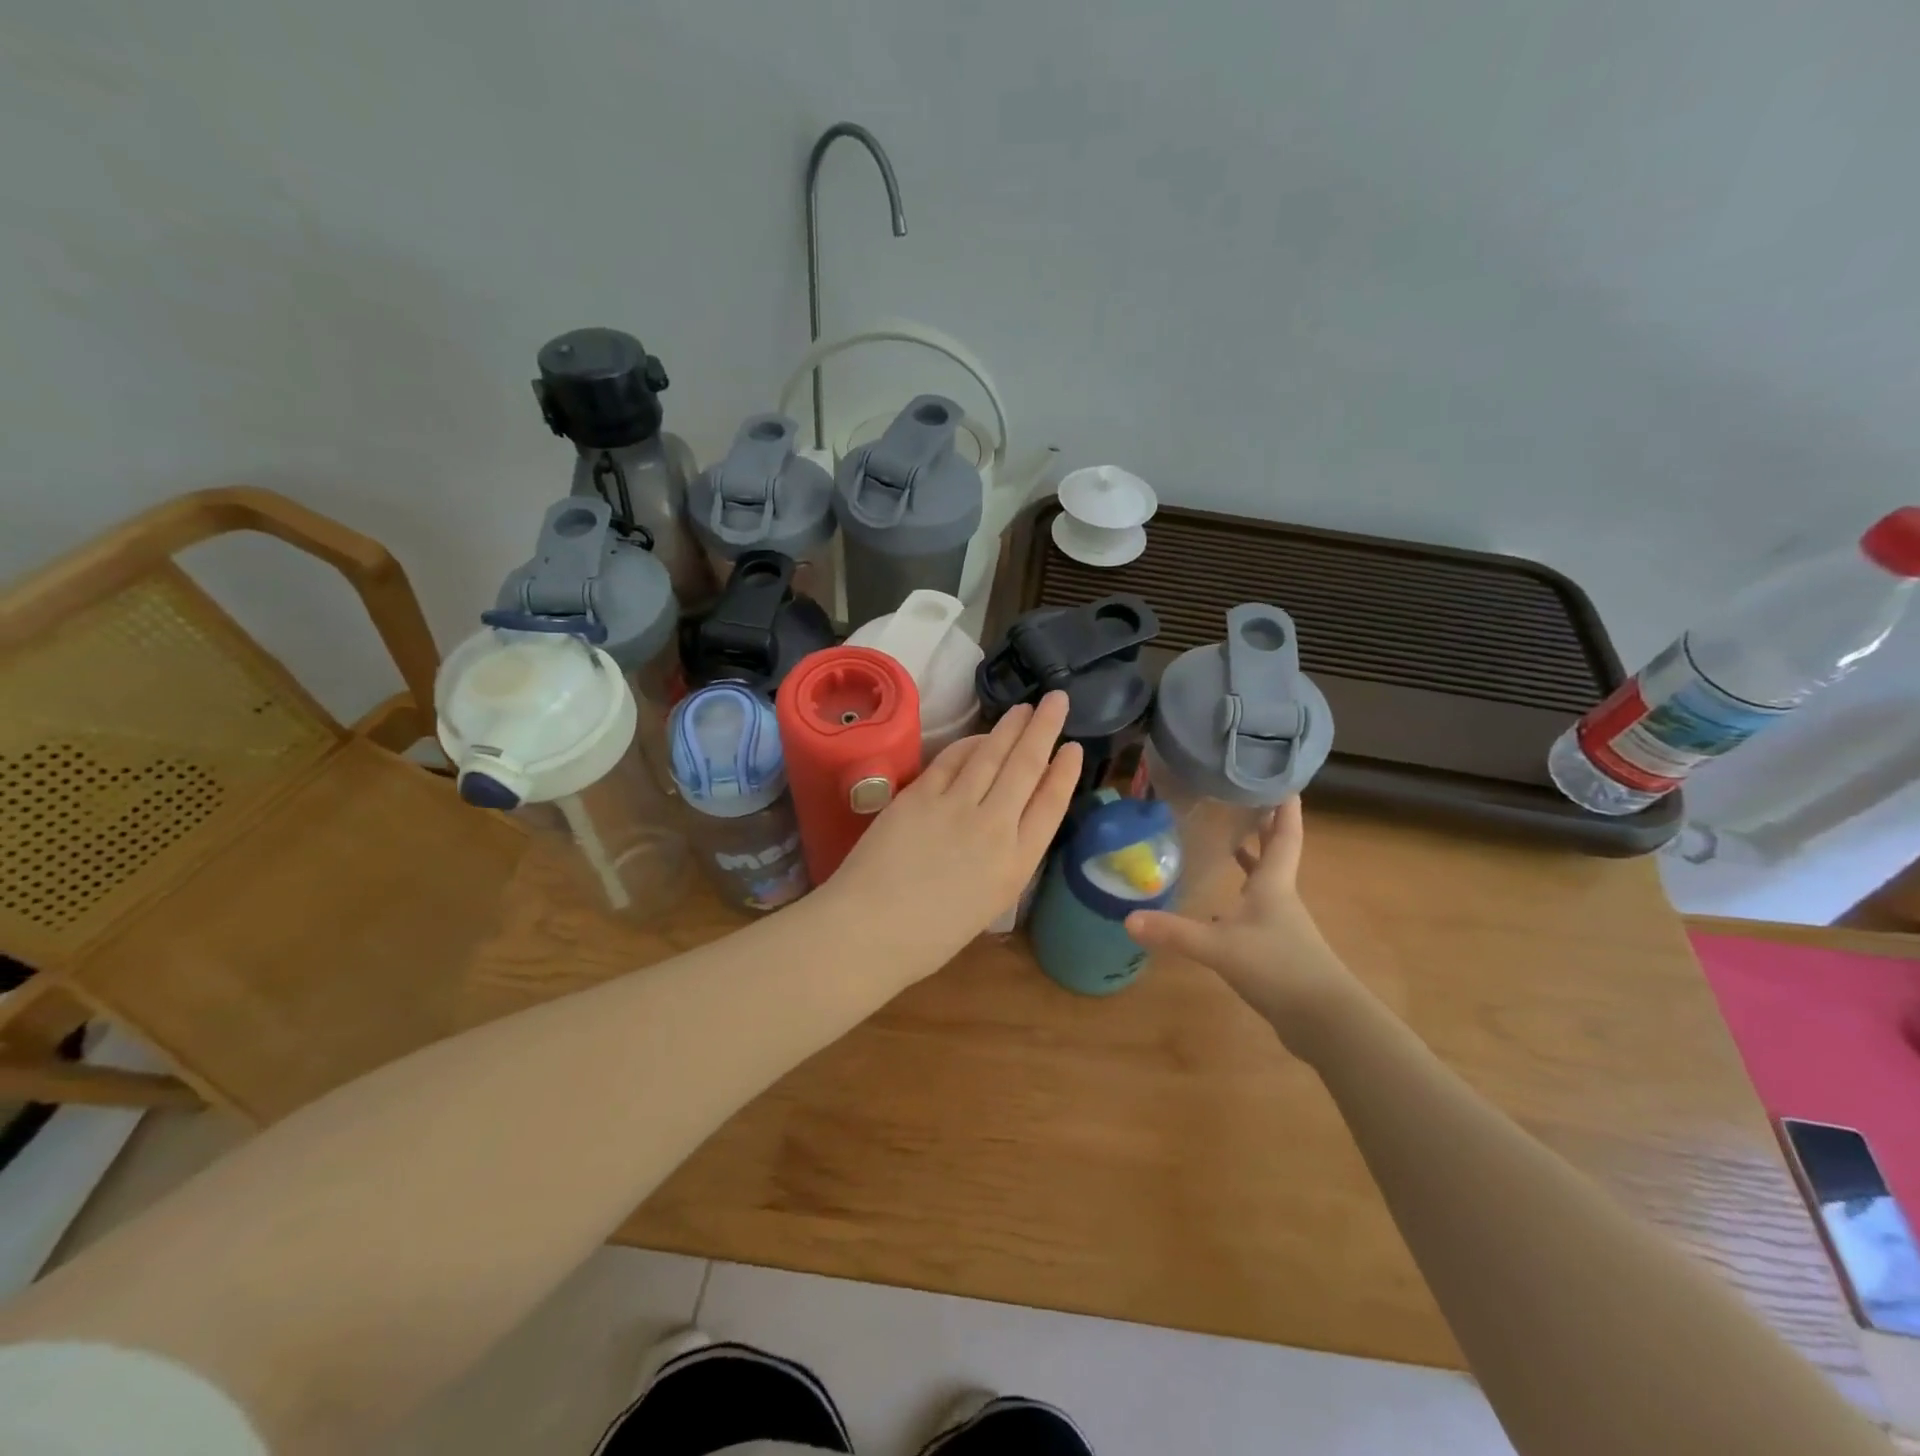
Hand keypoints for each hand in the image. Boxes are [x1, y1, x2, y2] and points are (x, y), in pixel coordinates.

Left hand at [827, 692, 1082, 968]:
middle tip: (1057, 700)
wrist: (868, 931)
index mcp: (1016, 864)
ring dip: (1011, 727)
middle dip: (1045, 729)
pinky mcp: (920, 794)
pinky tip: (980, 734)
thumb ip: (1005, 860)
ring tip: (1025, 707)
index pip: (1051, 805)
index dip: (1064, 772)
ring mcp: (955, 806)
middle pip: (1026, 767)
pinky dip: (970, 744)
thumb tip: (1007, 823)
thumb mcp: (988, 903)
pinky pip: (952, 760)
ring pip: (991, 755)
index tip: (1074, 748)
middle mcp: (994, 827)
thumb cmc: (929, 936)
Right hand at [1123, 799, 1363, 1050]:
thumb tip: (1129, 919)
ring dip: (1251, 860)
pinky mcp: (1276, 949)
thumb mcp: (1220, 947)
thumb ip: (1175, 933)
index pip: (1284, 836)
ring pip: (1264, 882)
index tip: (1284, 779)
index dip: (1285, 808)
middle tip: (1245, 800)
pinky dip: (1239, 897)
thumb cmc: (1279, 968)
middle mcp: (1280, 898)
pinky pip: (1254, 910)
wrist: (1324, 1021)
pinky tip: (1217, 907)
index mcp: (1274, 885)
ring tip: (1228, 841)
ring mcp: (1280, 925)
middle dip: (1265, 827)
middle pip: (1275, 854)